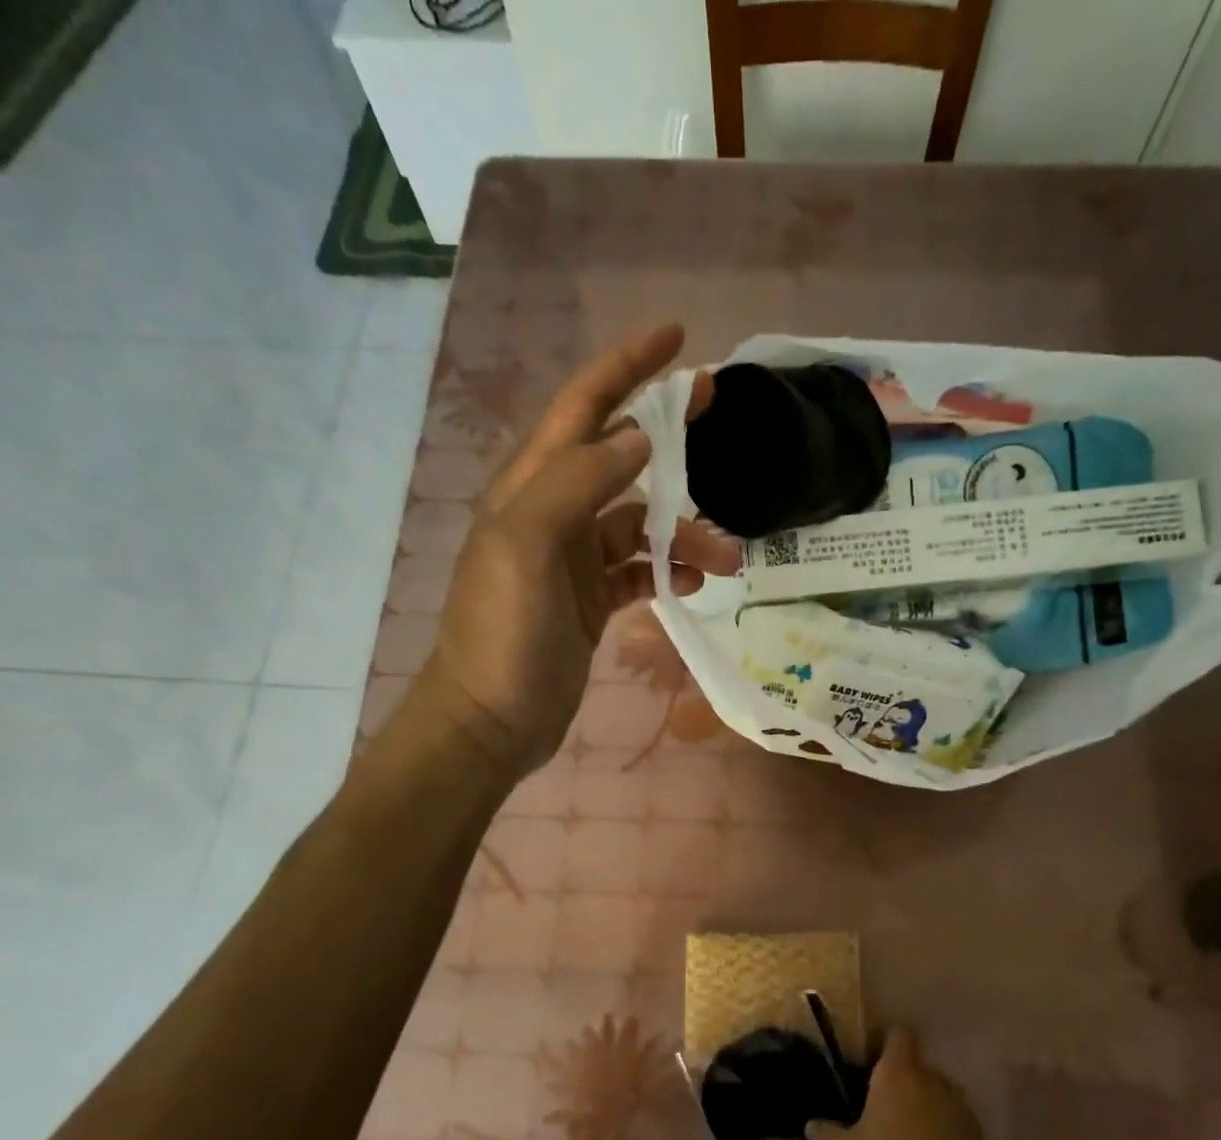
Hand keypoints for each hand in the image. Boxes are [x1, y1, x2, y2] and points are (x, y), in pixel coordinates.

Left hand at [420, 323, 732, 772]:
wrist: (492, 720)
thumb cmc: (504, 633)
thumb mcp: (527, 546)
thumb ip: (578, 483)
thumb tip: (636, 437)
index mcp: (532, 487)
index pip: (583, 407)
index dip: (626, 366)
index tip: (678, 339)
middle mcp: (553, 513)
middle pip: (619, 455)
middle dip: (668, 434)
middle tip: (719, 413)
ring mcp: (574, 560)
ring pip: (640, 524)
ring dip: (684, 531)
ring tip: (727, 558)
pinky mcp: (592, 601)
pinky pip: (640, 571)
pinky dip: (669, 570)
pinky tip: (693, 583)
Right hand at [807, 1030, 996, 1139]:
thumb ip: (826, 1133)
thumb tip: (814, 1123)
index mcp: (899, 1075)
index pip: (898, 1035)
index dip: (883, 1044)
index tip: (866, 1065)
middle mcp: (934, 1083)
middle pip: (918, 1067)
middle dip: (901, 1082)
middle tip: (877, 1111)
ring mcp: (961, 1113)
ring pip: (939, 1096)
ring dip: (923, 1109)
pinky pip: (954, 1125)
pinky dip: (942, 1135)